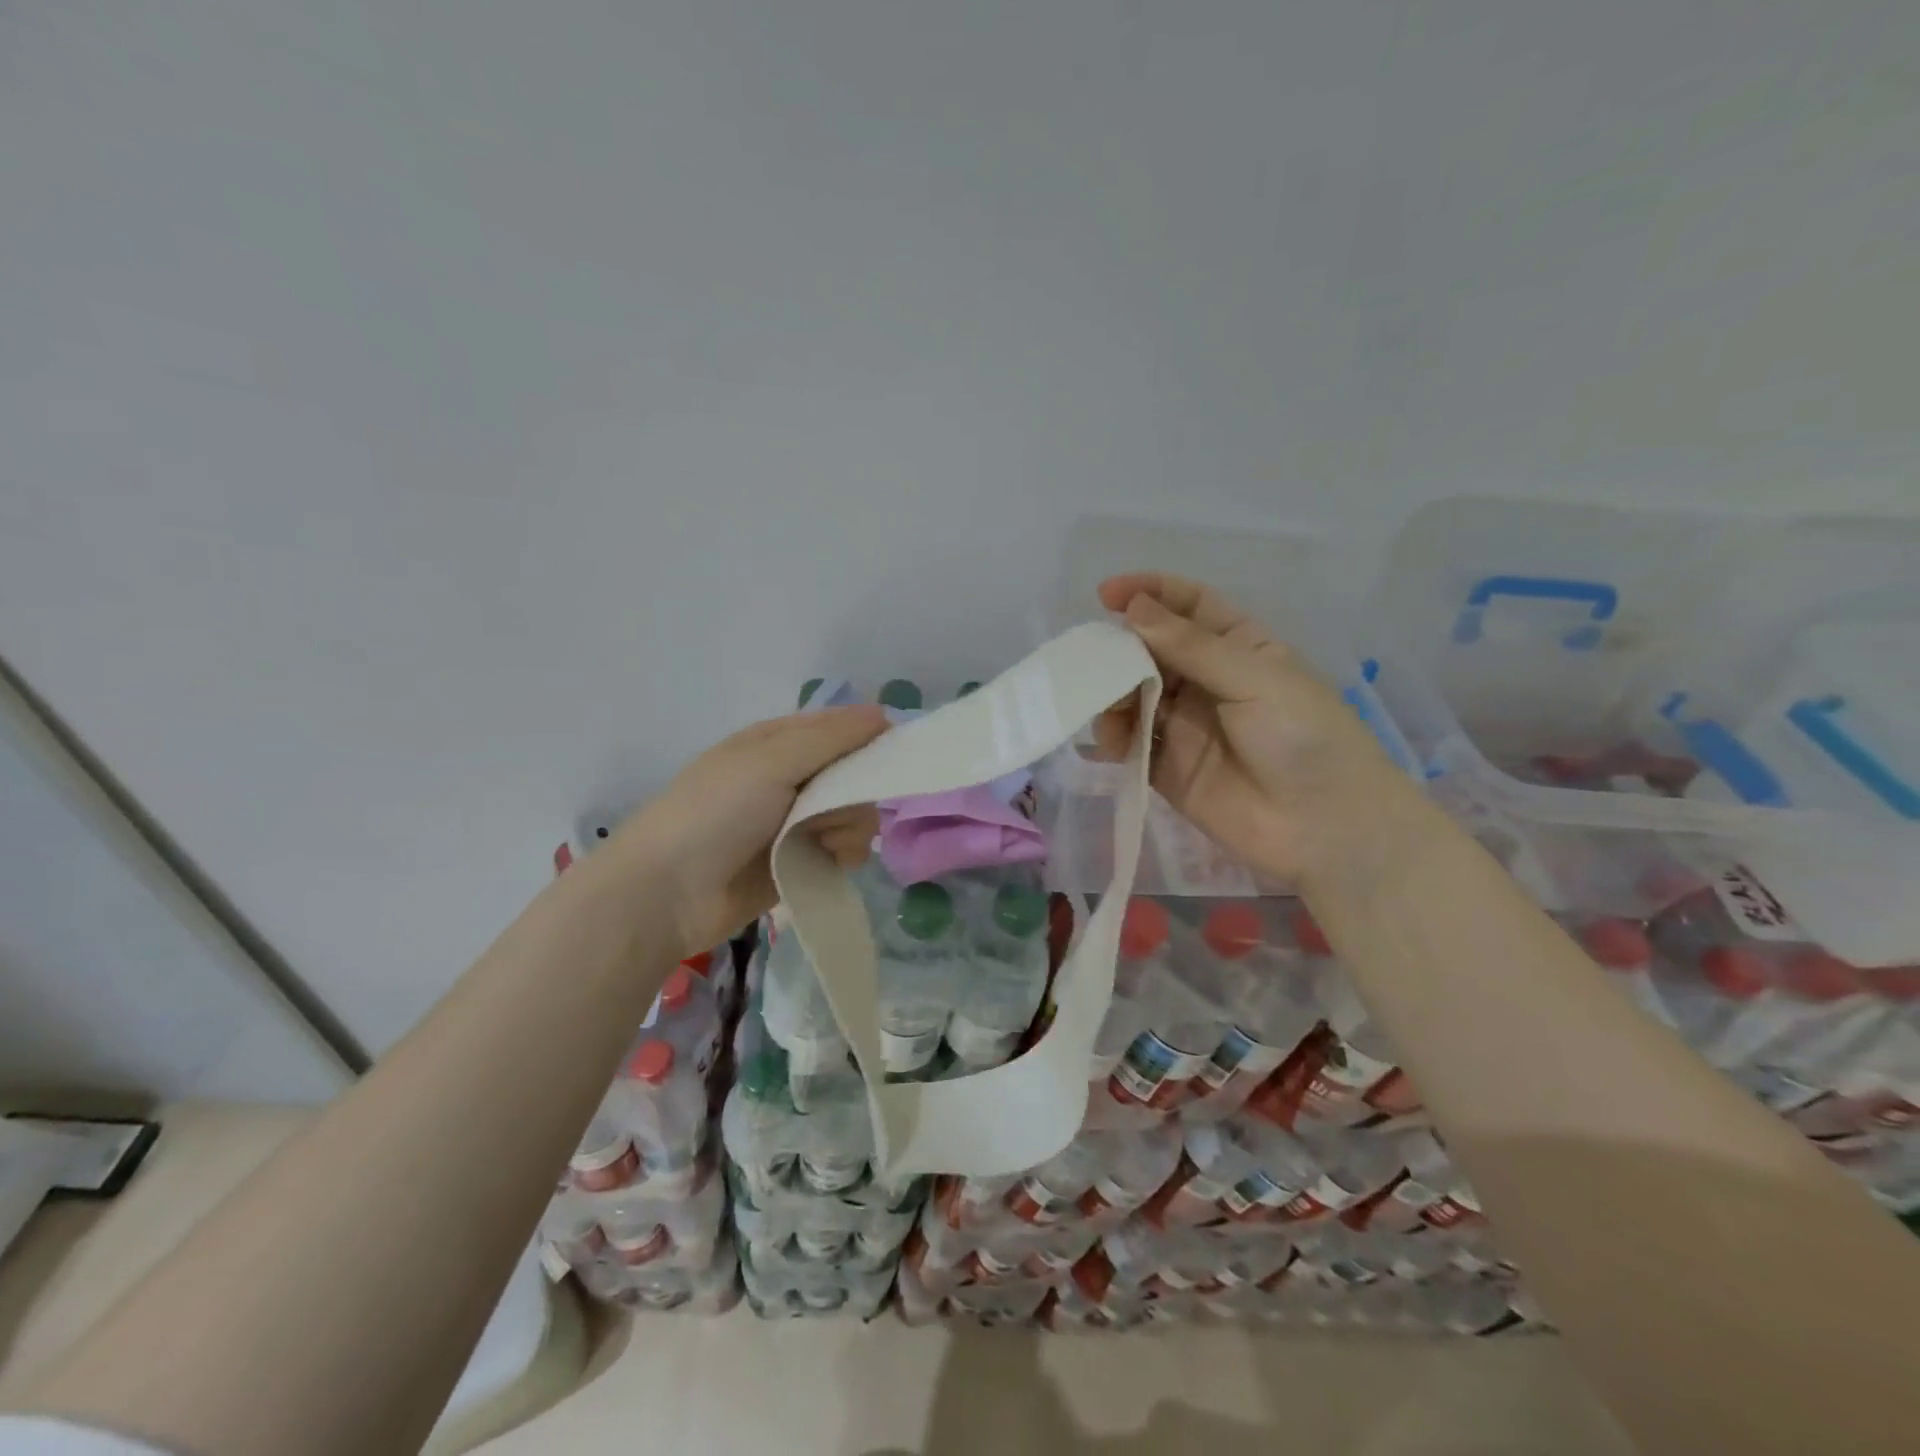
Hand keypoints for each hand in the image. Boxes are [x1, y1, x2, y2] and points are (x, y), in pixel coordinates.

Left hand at [609, 706, 888, 956]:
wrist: (668, 893)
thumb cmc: (715, 813)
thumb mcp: (771, 761)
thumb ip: (831, 738)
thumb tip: (884, 714)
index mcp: (778, 742)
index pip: (840, 728)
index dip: (869, 738)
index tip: (892, 755)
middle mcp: (791, 777)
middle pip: (854, 773)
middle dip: (857, 790)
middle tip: (836, 807)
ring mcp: (796, 822)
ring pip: (855, 812)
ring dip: (851, 826)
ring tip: (825, 844)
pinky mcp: (802, 861)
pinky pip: (845, 848)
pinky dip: (845, 854)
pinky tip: (831, 862)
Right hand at [1095, 572, 1415, 885]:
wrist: (1325, 826)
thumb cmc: (1303, 736)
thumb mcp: (1254, 677)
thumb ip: (1190, 646)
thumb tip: (1133, 609)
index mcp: (1237, 647)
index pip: (1188, 607)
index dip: (1149, 593)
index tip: (1106, 594)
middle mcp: (1206, 681)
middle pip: (1151, 650)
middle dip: (1122, 650)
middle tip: (1099, 662)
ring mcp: (1184, 725)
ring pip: (1133, 696)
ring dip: (1113, 696)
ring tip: (1110, 711)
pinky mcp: (1166, 768)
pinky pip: (1130, 743)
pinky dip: (1113, 738)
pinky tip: (1111, 742)